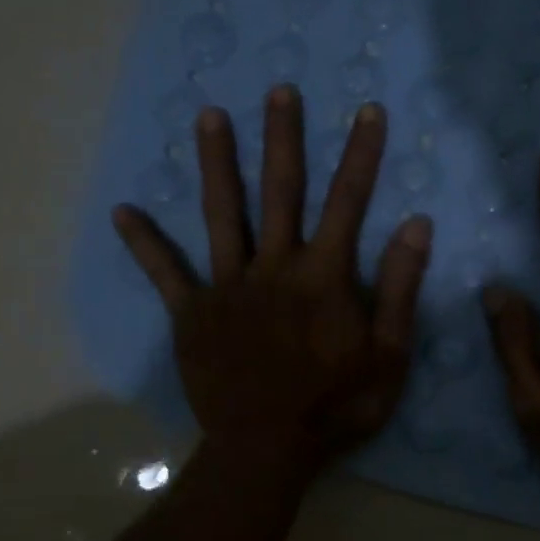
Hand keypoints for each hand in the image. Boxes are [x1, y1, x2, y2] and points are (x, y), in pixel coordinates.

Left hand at [113, 86, 430, 472]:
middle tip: (279, 91)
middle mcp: (275, 267)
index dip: (360, 154)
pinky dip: (145, 243)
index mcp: (324, 276)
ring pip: (222, 215)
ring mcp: (228, 287)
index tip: (366, 112)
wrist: (267, 449)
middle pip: (280, 192)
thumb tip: (416, 225)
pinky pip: (166, 273)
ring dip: (217, 164)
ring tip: (209, 116)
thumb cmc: (337, 406)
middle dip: (283, 138)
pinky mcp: (192, 314)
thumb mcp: (389, 354)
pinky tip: (123, 212)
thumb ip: (400, 288)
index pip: (348, 202)